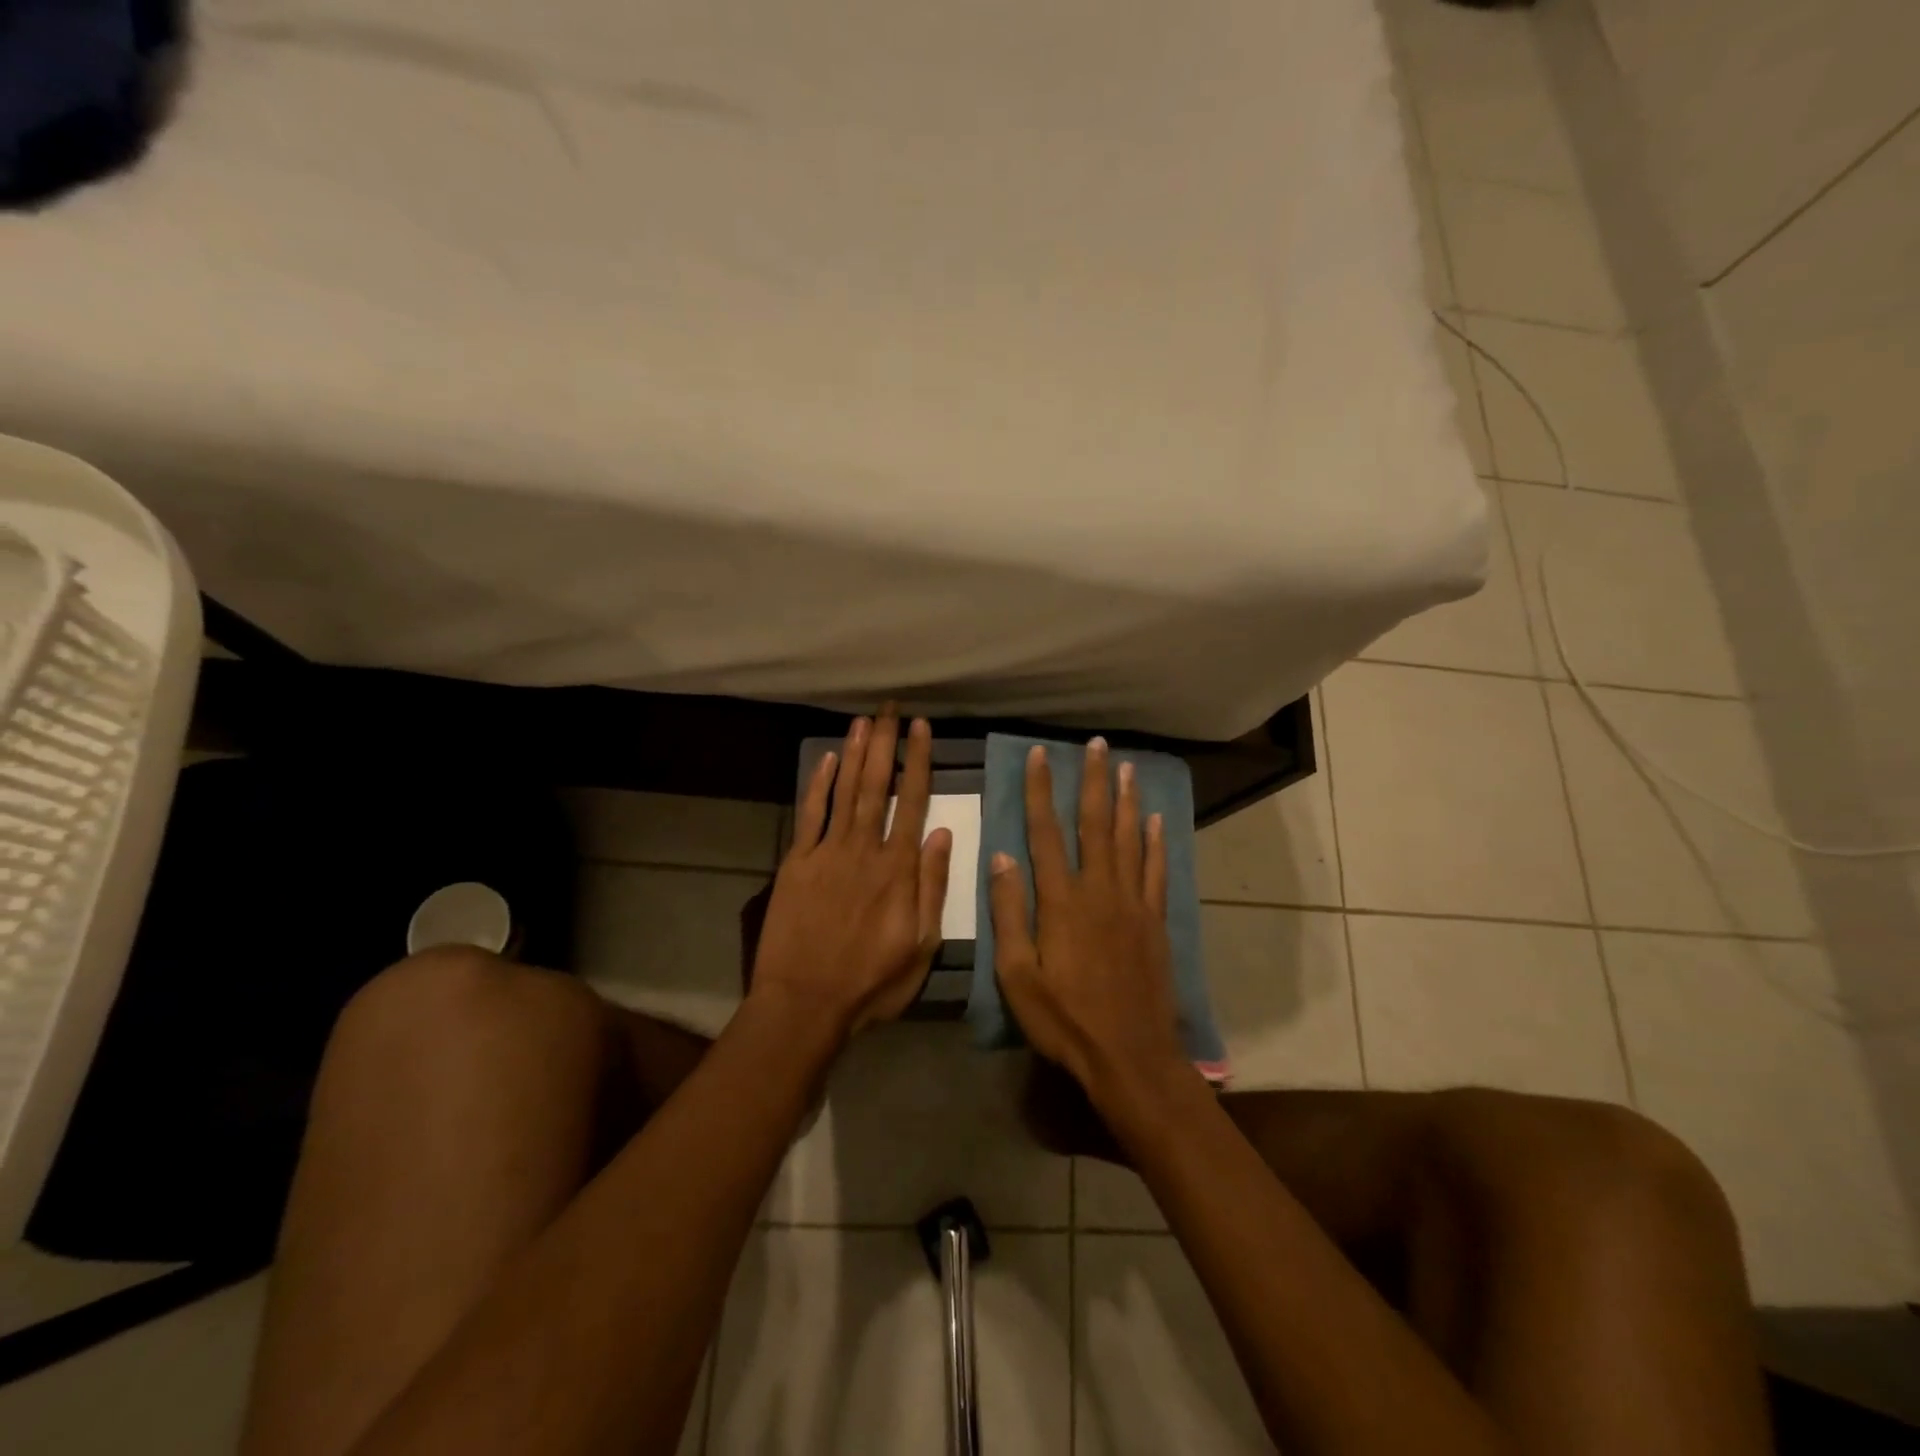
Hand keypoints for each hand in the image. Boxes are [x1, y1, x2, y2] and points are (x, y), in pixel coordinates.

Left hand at [749, 707, 953, 1037]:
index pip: (912, 802)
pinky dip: (819, 785)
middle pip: (876, 785)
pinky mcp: (797, 863)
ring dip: (855, 752)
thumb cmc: (871, 982)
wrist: (804, 1004)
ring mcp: (827, 853)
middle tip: (890, 708)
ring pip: (845, 791)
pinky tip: (828, 759)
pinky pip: (810, 815)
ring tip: (864, 720)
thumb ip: (933, 886)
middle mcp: (864, 849)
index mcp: (898, 869)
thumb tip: (943, 832)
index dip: (918, 761)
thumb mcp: (921, 945)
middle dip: (885, 743)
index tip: (922, 728)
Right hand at [989, 738, 1187, 1110]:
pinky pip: (1157, 871)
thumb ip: (1009, 913)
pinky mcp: (1155, 921)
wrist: (1130, 1055)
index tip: (1040, 755)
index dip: (1041, 791)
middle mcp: (1099, 890)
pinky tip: (1157, 821)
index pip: (1046, 832)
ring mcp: (1133, 903)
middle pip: (1096, 824)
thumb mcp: (1017, 974)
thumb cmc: (1065, 1019)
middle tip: (1096, 745)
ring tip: (1127, 767)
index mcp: (1061, 901)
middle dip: (1093, 781)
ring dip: (1127, 800)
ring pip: (1130, 839)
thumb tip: (1001, 856)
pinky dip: (1157, 842)